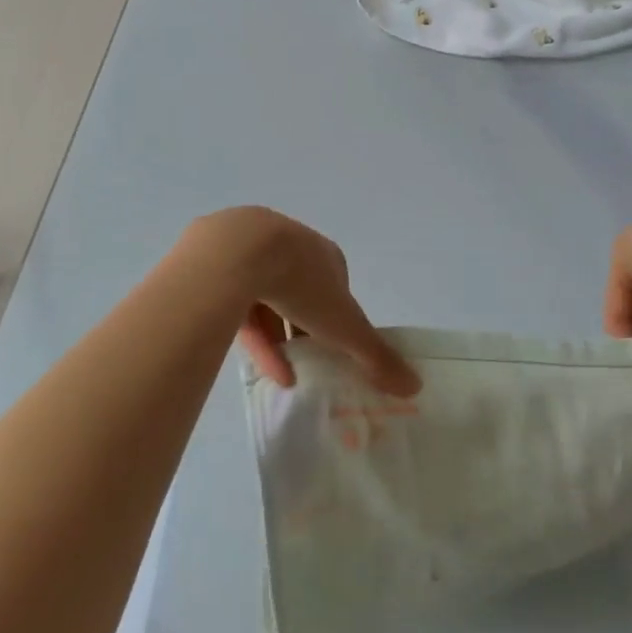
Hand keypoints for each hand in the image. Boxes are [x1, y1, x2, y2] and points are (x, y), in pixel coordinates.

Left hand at [181, 207, 420, 396]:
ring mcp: (250, 252)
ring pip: (265, 298)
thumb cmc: (301, 283)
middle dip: (304, 327)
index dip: (338, 316)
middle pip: (300, 292)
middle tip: (308, 362)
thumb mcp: (344, 325)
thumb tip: (415, 386)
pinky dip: (250, 335)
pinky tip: (257, 367)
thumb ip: (375, 355)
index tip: (336, 345)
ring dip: (277, 336)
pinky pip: (235, 304)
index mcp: (322, 254)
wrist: (236, 253)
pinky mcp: (216, 265)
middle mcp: (289, 247)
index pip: (335, 286)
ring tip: (284, 375)